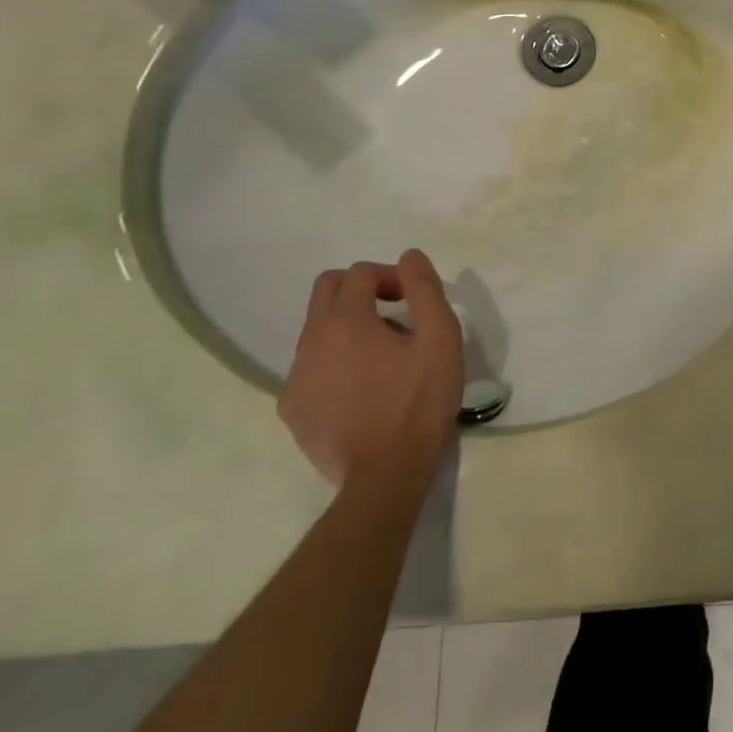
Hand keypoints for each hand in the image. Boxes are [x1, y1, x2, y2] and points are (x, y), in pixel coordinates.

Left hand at [279, 250, 464, 488]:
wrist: (385, 474)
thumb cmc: (419, 399)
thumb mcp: (440, 337)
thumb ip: (424, 289)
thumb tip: (409, 257)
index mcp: (345, 321)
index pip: (359, 273)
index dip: (391, 277)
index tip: (415, 302)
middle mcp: (310, 342)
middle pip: (327, 290)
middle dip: (362, 290)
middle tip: (397, 315)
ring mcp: (295, 378)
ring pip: (318, 329)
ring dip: (350, 327)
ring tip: (386, 357)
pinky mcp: (292, 409)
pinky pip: (311, 366)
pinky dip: (335, 361)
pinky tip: (364, 388)